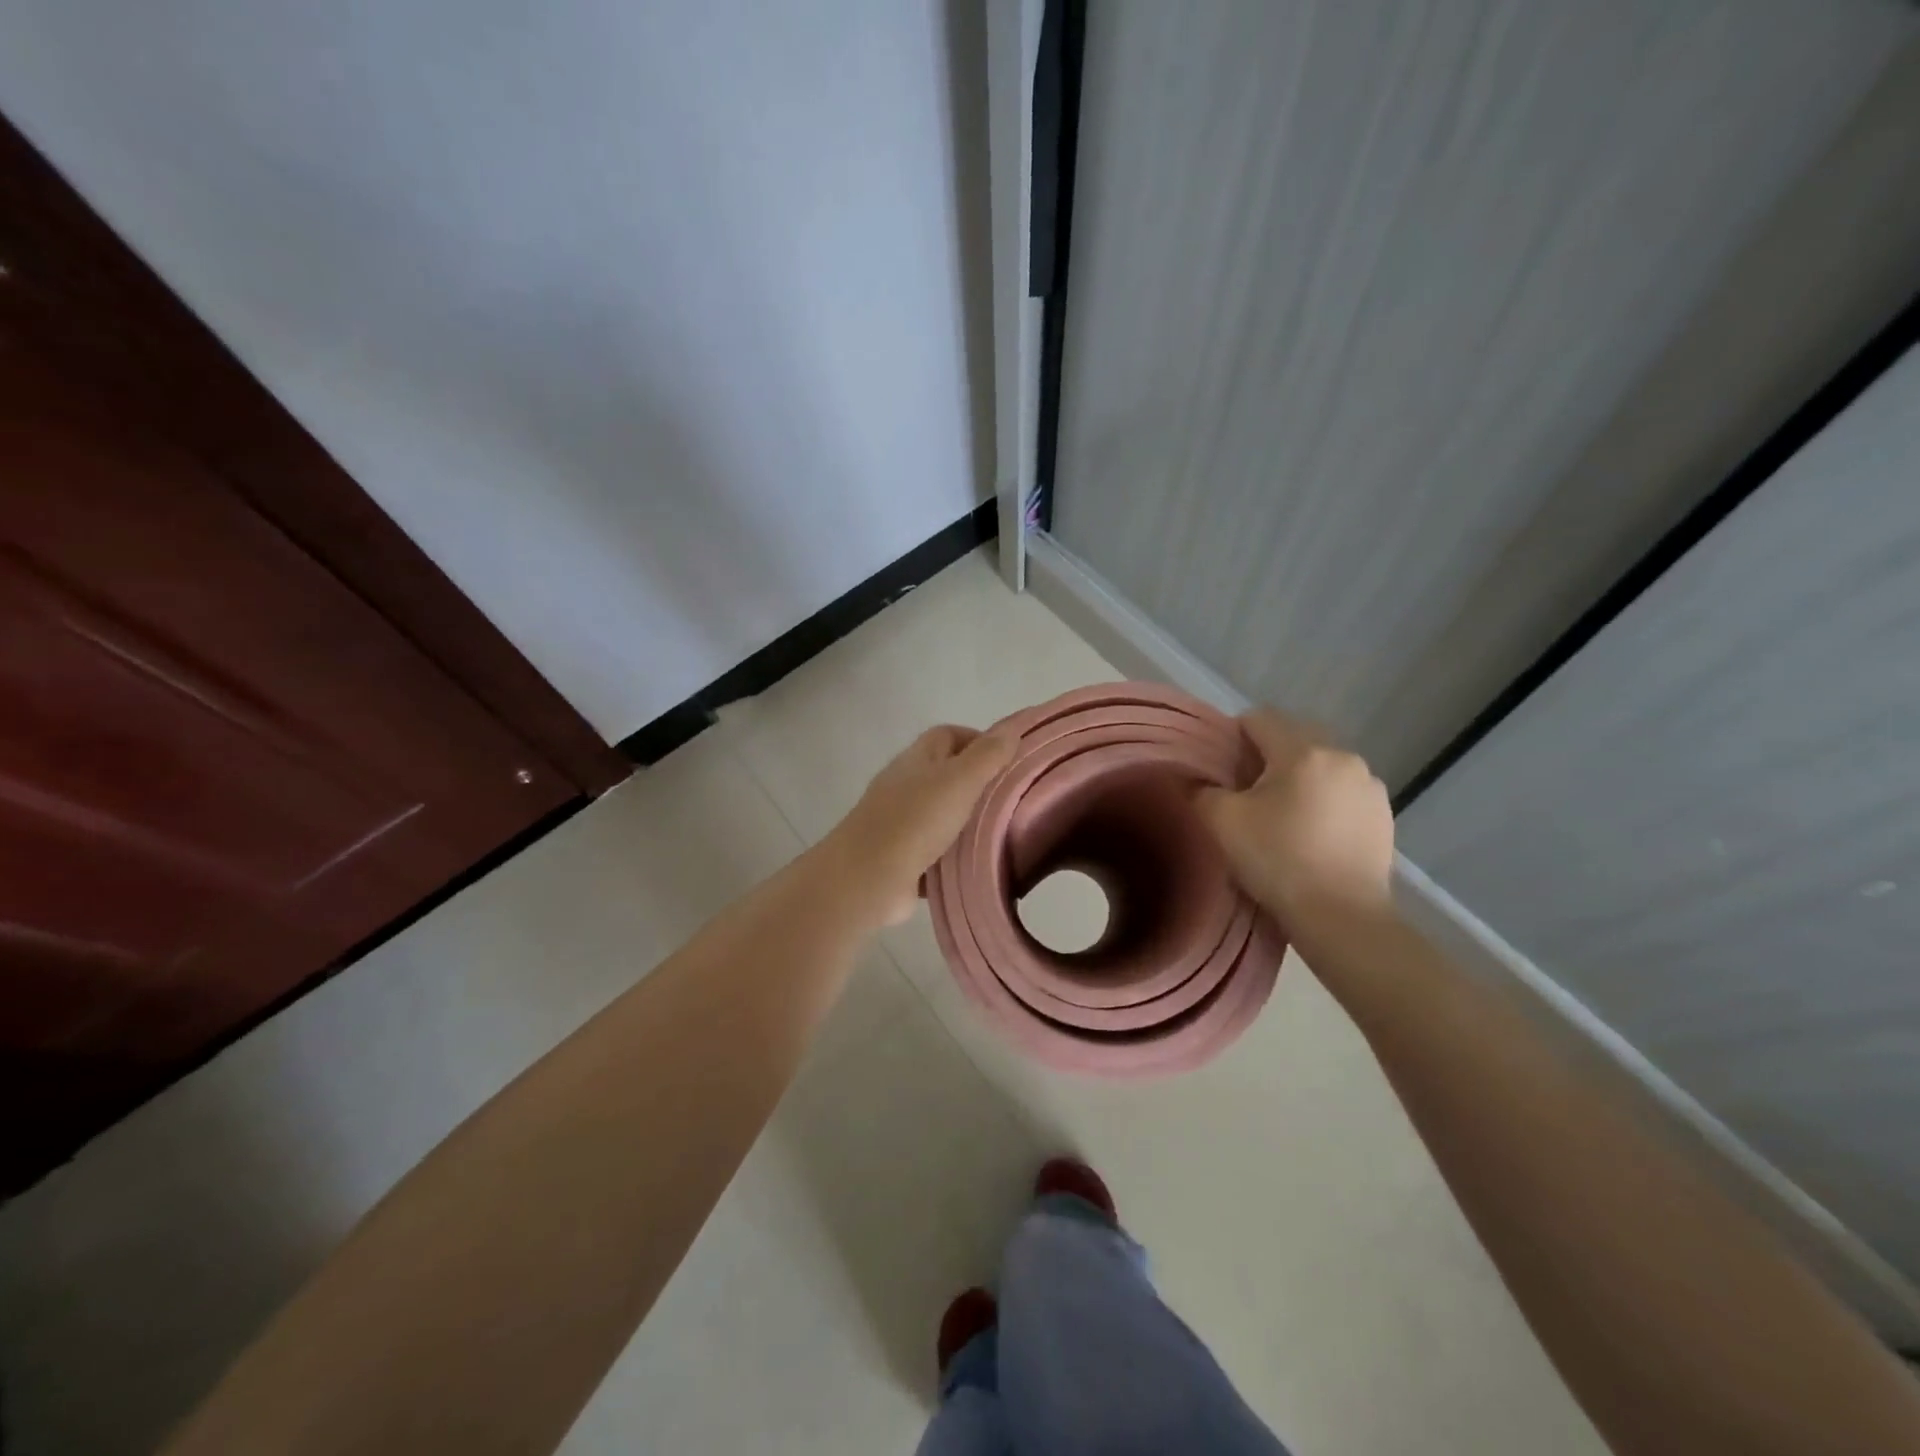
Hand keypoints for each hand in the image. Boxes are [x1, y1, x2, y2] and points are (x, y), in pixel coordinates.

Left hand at [821, 724, 1016, 926]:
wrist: (867, 878)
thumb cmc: (915, 820)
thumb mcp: (959, 781)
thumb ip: (987, 755)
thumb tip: (1012, 728)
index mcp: (917, 759)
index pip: (949, 735)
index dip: (979, 740)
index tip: (1011, 759)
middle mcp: (905, 785)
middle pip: (946, 774)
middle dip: (978, 782)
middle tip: (1014, 798)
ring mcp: (900, 822)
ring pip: (942, 813)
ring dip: (967, 821)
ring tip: (1005, 832)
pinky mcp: (901, 857)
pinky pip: (935, 850)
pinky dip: (954, 854)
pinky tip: (979, 863)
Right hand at [1194, 709, 1393, 922]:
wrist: (1342, 917)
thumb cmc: (1278, 861)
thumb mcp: (1221, 822)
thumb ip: (1202, 790)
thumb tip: (1199, 781)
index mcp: (1304, 750)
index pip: (1259, 718)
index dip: (1232, 738)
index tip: (1221, 772)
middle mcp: (1344, 757)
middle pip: (1292, 738)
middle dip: (1266, 758)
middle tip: (1246, 795)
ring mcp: (1370, 786)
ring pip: (1320, 765)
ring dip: (1298, 779)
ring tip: (1282, 817)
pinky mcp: (1384, 815)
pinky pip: (1343, 792)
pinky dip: (1324, 801)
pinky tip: (1312, 835)